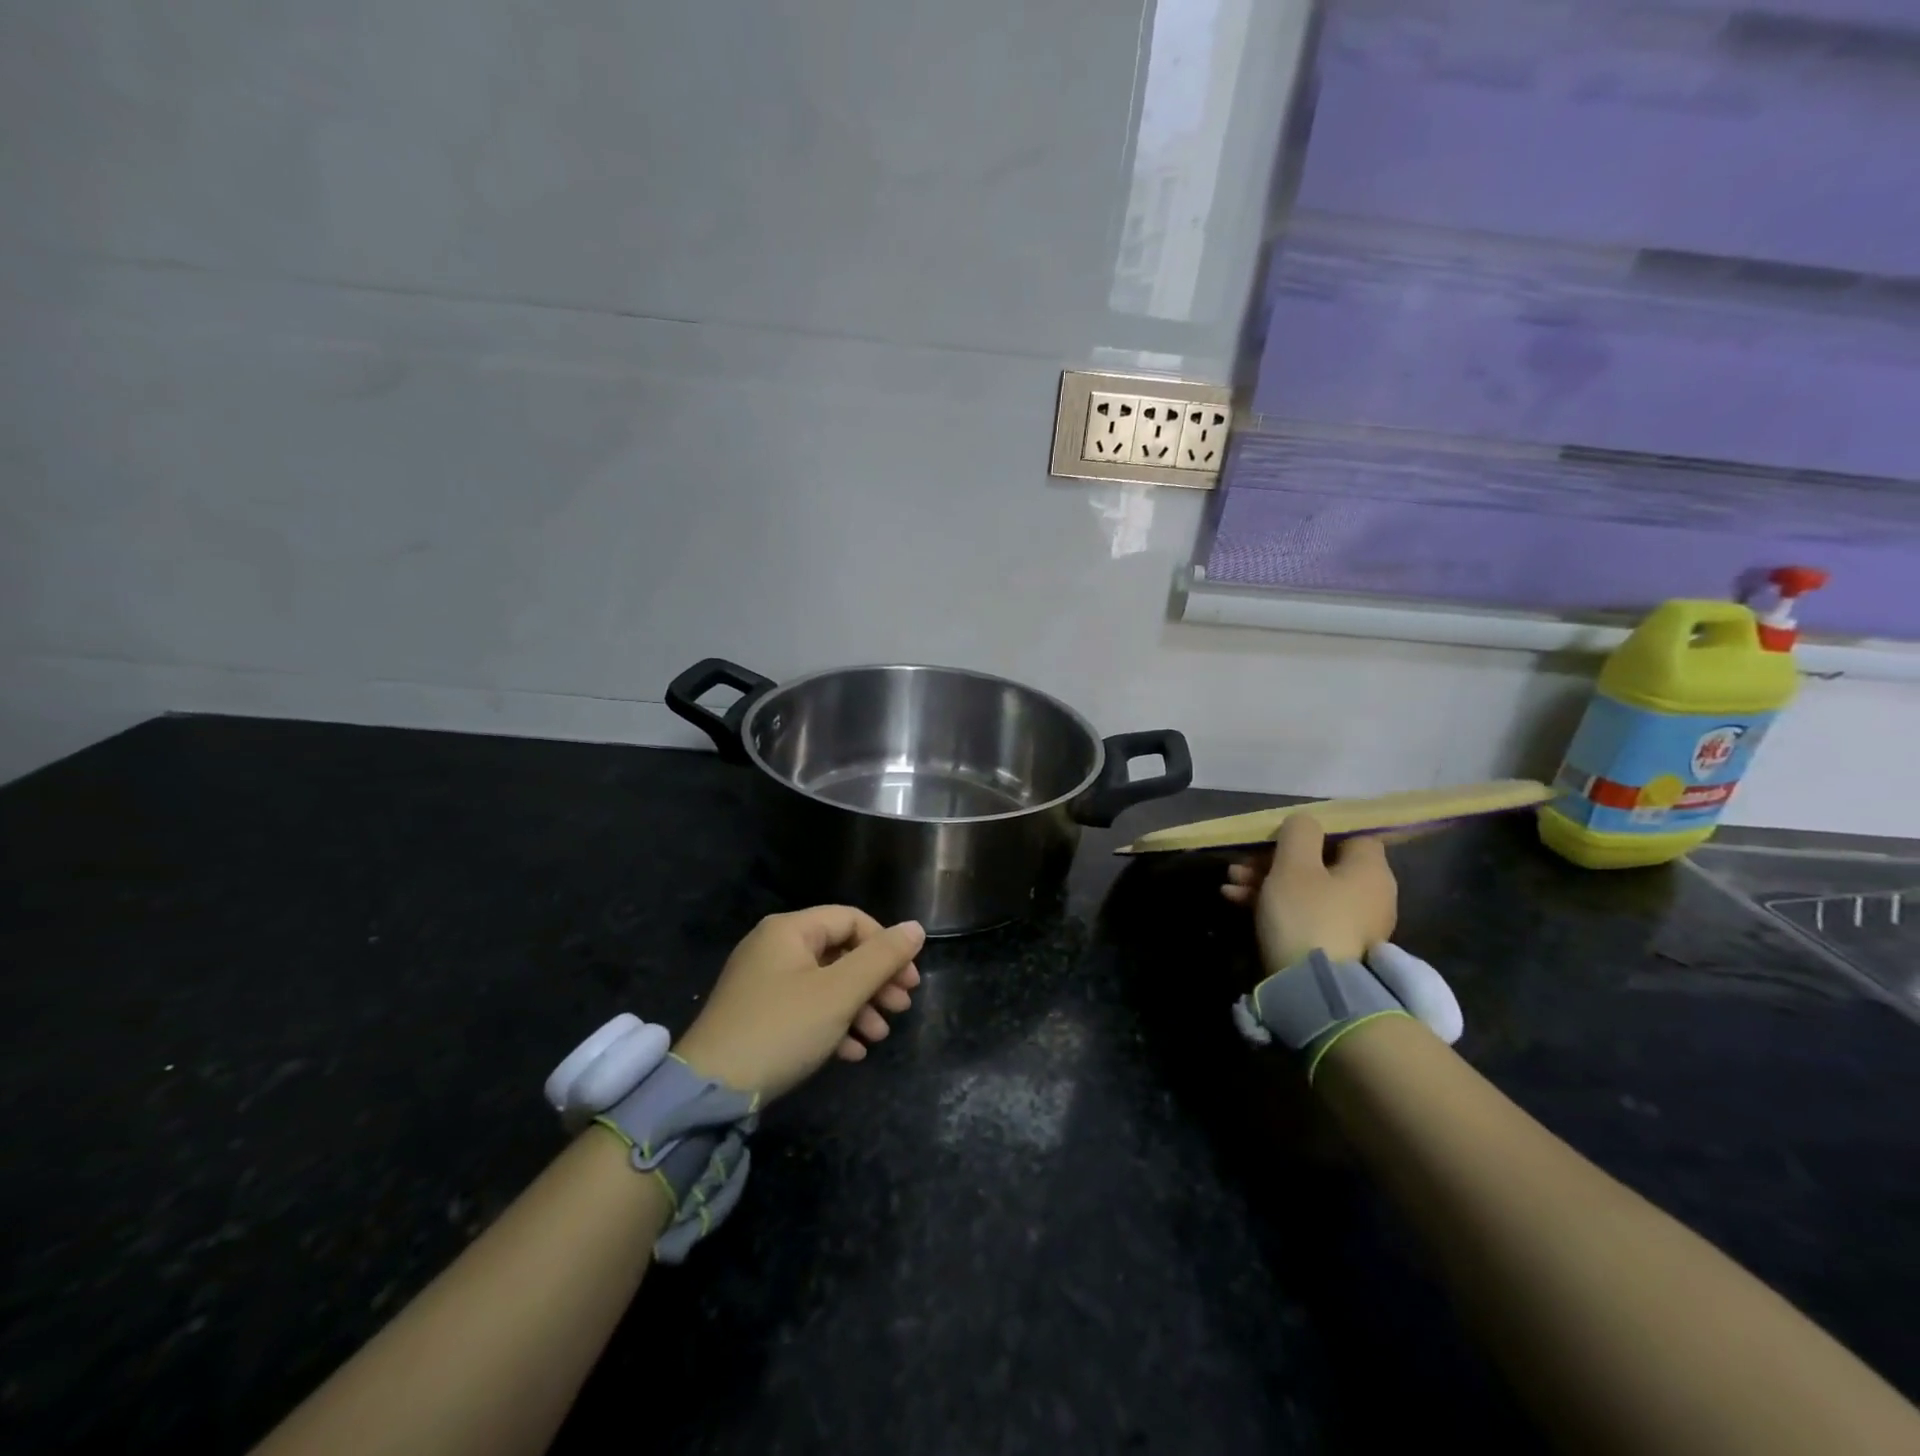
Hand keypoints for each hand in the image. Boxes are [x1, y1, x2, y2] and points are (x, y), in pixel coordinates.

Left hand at [672, 907, 924, 1100]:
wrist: (710, 1091)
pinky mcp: (758, 1015)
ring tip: (879, 1037)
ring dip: (859, 1006)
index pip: (852, 919)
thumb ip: (881, 958)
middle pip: (840, 952)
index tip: (910, 981)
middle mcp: (774, 947)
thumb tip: (916, 928)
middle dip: (875, 981)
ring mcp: (763, 982)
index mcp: (790, 930)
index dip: (886, 946)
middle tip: (901, 1008)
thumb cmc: (782, 1029)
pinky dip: (832, 1024)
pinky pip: (805, 1008)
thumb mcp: (839, 993)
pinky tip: (852, 1052)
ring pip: (825, 983)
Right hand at [1221, 814, 1397, 972]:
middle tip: (1240, 865)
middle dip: (1274, 861)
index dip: (1312, 833)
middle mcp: (1370, 895)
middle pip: (1320, 864)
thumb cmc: (1307, 916)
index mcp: (1370, 870)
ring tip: (1230, 885)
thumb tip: (1305, 822)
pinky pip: (1304, 915)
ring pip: (1307, 890)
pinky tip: (1236, 902)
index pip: (1350, 836)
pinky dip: (1276, 907)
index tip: (1278, 839)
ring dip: (1267, 882)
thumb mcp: (1294, 866)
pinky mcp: (1335, 948)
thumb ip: (1298, 833)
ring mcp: (1354, 924)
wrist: (1316, 991)